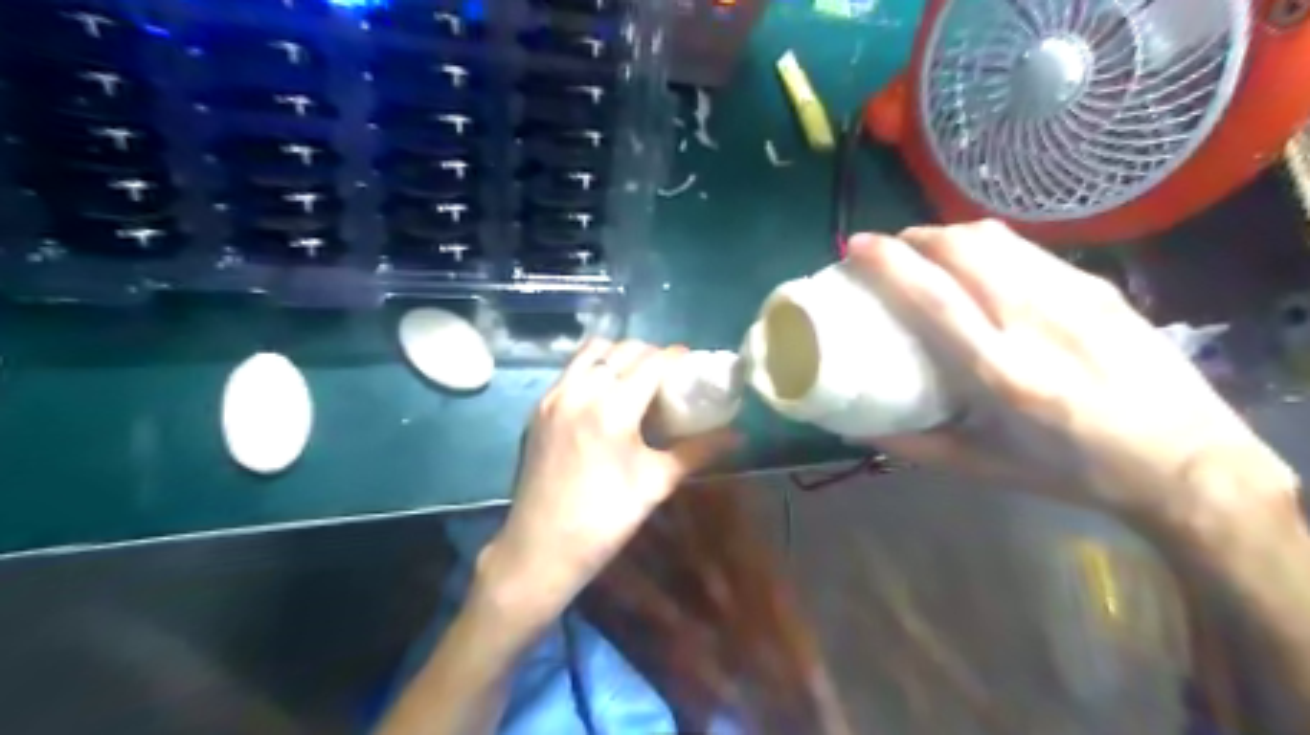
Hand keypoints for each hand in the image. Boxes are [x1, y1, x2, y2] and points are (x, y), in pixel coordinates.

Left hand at [481, 337, 735, 620]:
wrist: (540, 548)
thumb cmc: (605, 519)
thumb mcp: (656, 483)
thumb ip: (698, 451)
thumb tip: (738, 436)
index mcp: (613, 409)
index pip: (651, 362)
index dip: (676, 356)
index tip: (691, 362)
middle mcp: (580, 391)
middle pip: (623, 350)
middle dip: (650, 354)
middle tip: (668, 375)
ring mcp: (554, 397)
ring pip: (592, 352)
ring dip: (618, 355)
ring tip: (635, 378)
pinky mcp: (538, 408)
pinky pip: (571, 370)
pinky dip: (593, 368)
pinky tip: (605, 394)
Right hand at [844, 218, 1291, 528]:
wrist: (1187, 462)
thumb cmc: (1071, 471)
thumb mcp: (980, 468)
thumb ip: (910, 444)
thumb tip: (853, 425)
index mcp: (1002, 373)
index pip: (934, 297)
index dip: (889, 263)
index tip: (857, 247)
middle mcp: (1036, 322)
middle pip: (963, 249)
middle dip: (915, 237)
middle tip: (889, 251)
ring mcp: (1074, 297)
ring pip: (996, 238)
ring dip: (948, 234)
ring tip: (927, 252)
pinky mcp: (1098, 286)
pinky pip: (1026, 249)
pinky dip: (986, 246)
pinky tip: (980, 266)